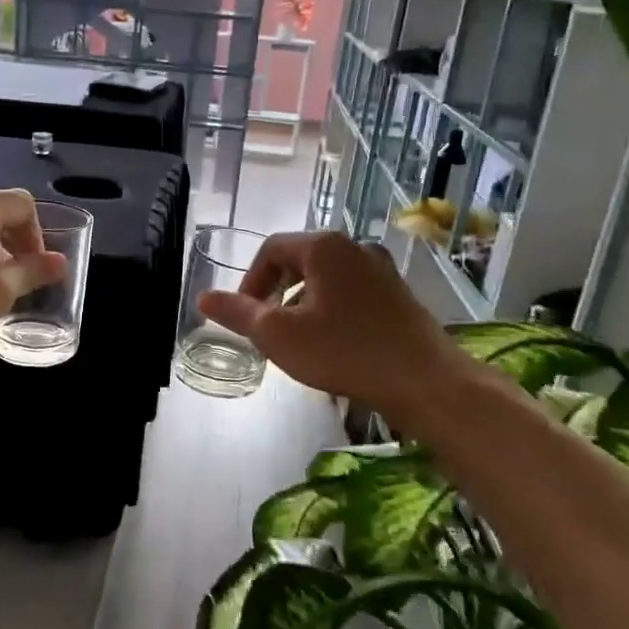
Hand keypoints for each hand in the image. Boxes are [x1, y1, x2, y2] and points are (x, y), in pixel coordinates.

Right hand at [199, 231, 458, 417]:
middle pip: (299, 261)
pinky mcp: (398, 294)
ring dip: (302, 304)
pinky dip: (330, 310)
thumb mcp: (278, 335)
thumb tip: (203, 297)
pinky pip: (350, 293)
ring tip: (297, 340)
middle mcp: (355, 247)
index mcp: (325, 247)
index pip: (271, 250)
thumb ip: (238, 313)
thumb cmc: (344, 352)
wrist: (424, 382)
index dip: (250, 282)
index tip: (245, 317)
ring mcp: (381, 269)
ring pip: (325, 279)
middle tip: (268, 330)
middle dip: (276, 293)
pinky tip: (332, 344)